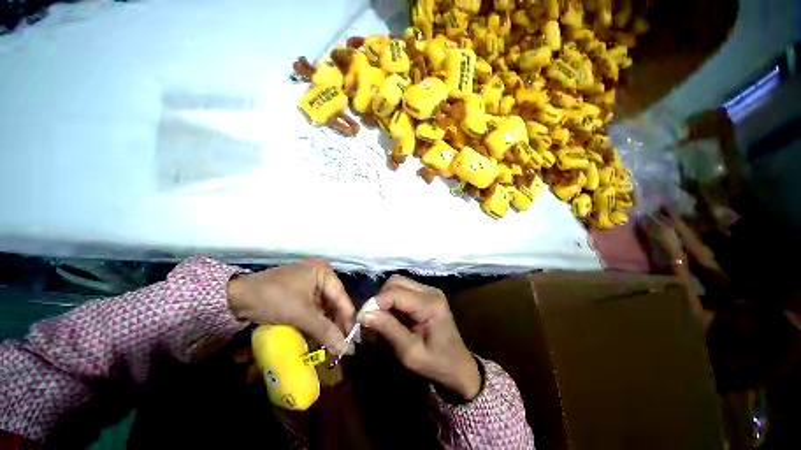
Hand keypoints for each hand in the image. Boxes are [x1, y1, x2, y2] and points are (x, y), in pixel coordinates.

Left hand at [227, 261, 354, 354]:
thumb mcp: (302, 314)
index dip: (348, 322)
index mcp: (325, 273)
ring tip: (328, 347)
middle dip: (336, 326)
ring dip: (325, 327)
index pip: (343, 299)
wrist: (235, 297)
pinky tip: (316, 338)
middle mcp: (321, 276)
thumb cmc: (274, 298)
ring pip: (325, 309)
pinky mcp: (301, 294)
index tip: (352, 344)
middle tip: (339, 348)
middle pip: (335, 304)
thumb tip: (348, 350)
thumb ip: (326, 331)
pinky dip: (315, 324)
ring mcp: (311, 285)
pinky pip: (314, 311)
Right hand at [361, 275, 480, 400]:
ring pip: (399, 282)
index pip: (396, 293)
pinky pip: (404, 288)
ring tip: (380, 317)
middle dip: (380, 297)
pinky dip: (393, 298)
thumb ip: (388, 330)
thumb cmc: (435, 363)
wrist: (458, 366)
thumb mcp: (409, 353)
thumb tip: (364, 314)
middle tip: (371, 318)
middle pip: (396, 282)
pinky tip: (391, 314)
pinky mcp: (427, 293)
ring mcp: (430, 290)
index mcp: (430, 305)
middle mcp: (430, 291)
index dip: (375, 302)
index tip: (361, 318)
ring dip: (386, 297)